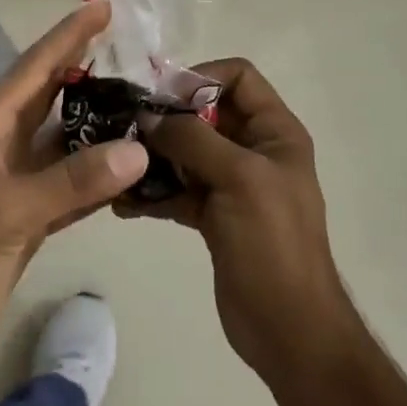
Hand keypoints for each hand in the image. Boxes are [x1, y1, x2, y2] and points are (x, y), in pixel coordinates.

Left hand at [0, 0, 146, 389]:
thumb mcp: (6, 213)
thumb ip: (72, 181)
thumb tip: (138, 149)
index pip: (35, 68)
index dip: (68, 35)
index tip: (102, 6)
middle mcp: (6, 144)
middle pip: (54, 94)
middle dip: (88, 66)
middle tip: (135, 46)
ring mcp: (20, 181)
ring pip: (68, 137)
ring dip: (102, 120)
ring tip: (144, 98)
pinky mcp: (33, 215)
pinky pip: (75, 181)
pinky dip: (102, 171)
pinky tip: (133, 164)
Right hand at [119, 58, 355, 385]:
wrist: (288, 328)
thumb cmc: (272, 242)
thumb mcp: (239, 178)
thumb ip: (192, 139)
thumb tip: (148, 116)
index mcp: (274, 131)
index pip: (238, 77)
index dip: (200, 78)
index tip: (161, 97)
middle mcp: (254, 149)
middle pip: (206, 113)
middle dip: (167, 118)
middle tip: (125, 127)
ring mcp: (232, 184)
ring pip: (187, 152)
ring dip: (153, 156)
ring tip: (117, 166)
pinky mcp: (213, 215)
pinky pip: (179, 189)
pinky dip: (154, 192)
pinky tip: (124, 204)